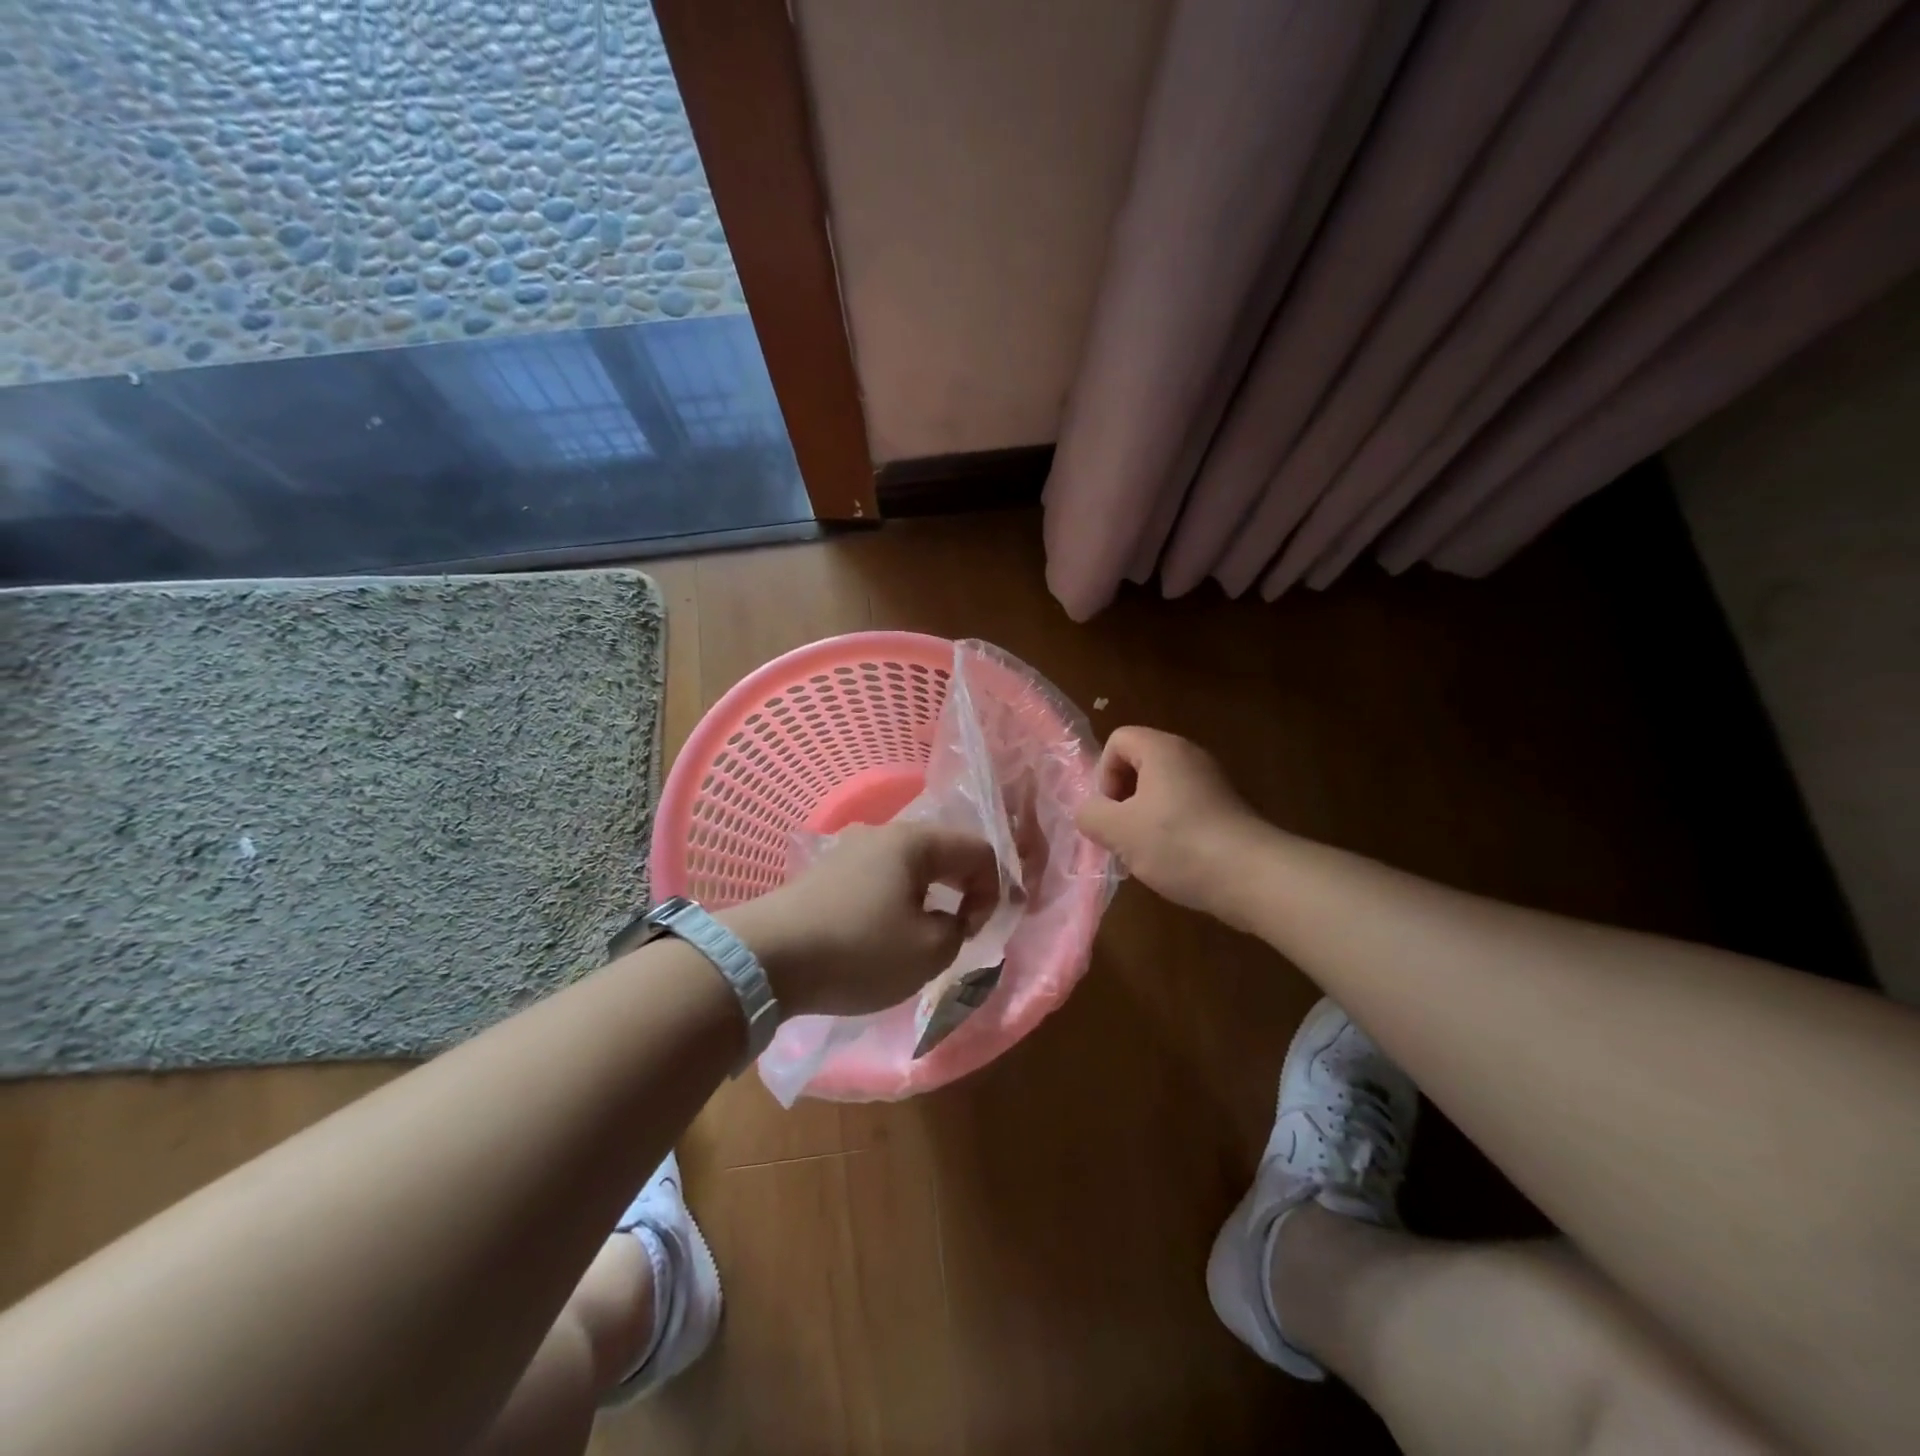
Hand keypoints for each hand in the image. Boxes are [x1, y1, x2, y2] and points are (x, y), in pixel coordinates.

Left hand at [724, 822, 999, 1017]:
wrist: (766, 958)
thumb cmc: (858, 949)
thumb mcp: (929, 951)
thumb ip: (957, 930)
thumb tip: (948, 919)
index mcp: (915, 841)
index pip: (978, 850)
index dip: (991, 892)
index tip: (973, 932)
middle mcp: (883, 833)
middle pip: (943, 853)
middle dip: (960, 893)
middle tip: (955, 934)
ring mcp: (849, 850)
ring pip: (908, 868)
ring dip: (925, 900)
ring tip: (917, 940)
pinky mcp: (825, 873)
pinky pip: (878, 880)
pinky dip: (893, 903)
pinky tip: (878, 936)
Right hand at [1075, 727, 1263, 917]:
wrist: (1252, 876)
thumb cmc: (1177, 843)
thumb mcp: (1117, 831)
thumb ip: (1090, 814)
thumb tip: (1090, 812)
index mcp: (1162, 749)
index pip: (1118, 740)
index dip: (1104, 773)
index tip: (1111, 810)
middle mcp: (1190, 756)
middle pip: (1139, 764)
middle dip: (1123, 799)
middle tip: (1123, 834)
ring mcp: (1212, 782)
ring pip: (1161, 790)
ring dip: (1145, 818)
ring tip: (1146, 852)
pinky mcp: (1227, 809)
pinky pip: (1185, 808)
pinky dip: (1172, 829)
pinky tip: (1174, 860)